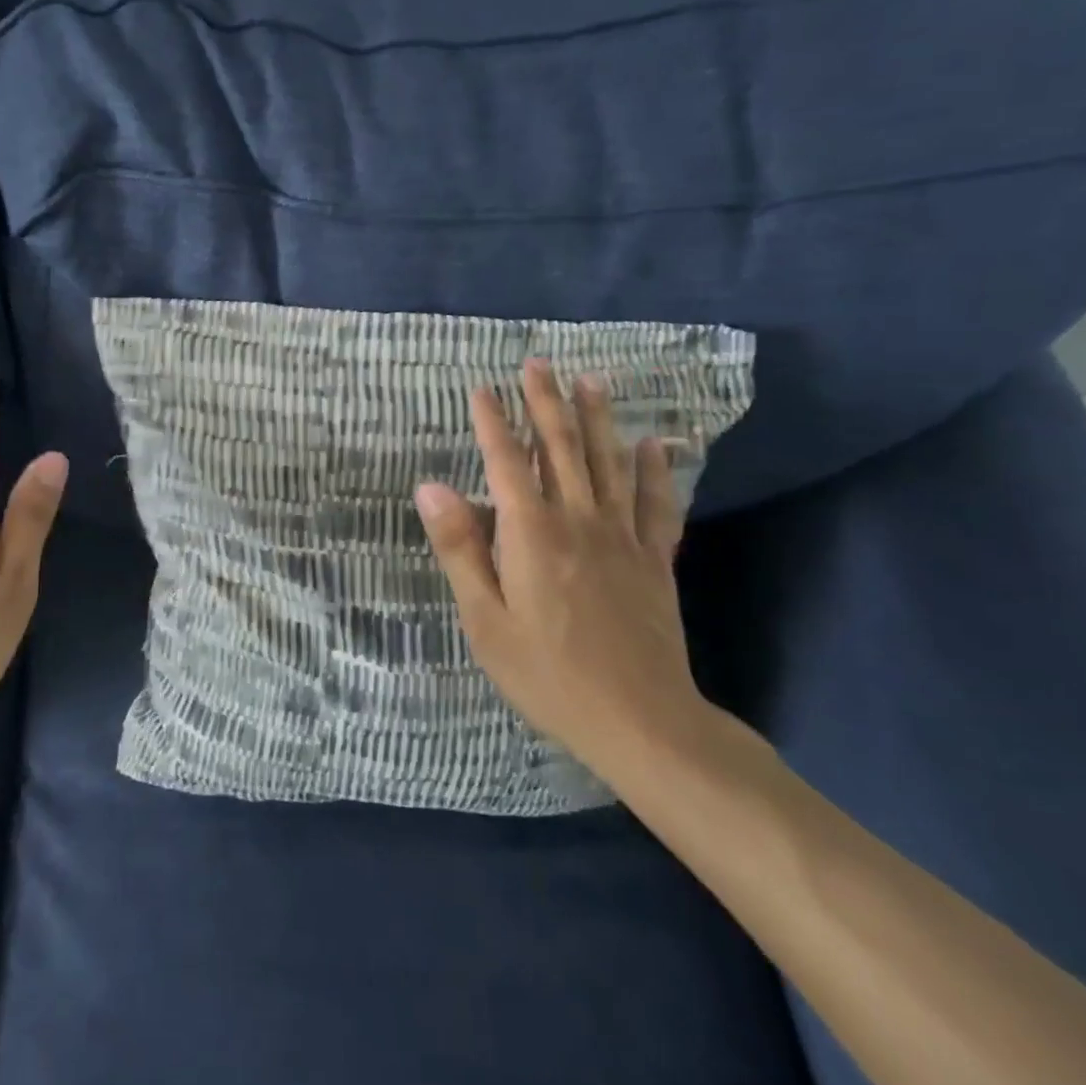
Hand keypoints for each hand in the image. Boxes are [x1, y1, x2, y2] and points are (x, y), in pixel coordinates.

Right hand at [413, 359, 711, 779]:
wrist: (641, 721)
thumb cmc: (547, 674)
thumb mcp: (484, 619)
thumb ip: (459, 548)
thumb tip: (430, 487)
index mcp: (532, 534)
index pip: (506, 463)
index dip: (493, 423)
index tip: (482, 389)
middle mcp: (578, 521)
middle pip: (560, 449)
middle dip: (545, 403)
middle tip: (537, 363)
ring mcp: (622, 538)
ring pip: (608, 463)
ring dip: (596, 419)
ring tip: (589, 381)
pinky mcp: (654, 560)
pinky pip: (655, 504)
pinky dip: (655, 470)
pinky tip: (654, 444)